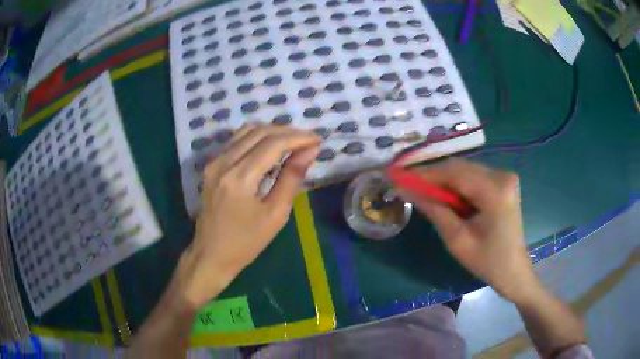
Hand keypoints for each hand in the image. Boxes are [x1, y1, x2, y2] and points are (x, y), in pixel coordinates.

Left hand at [180, 125, 319, 305]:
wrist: (211, 254)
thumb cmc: (246, 242)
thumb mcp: (276, 214)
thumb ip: (292, 178)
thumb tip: (310, 151)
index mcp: (240, 179)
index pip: (273, 144)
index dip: (298, 138)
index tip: (317, 140)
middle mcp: (223, 163)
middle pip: (259, 132)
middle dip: (287, 132)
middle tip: (307, 142)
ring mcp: (214, 162)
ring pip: (246, 131)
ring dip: (272, 132)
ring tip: (292, 142)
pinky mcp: (211, 165)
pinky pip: (236, 141)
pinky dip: (256, 138)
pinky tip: (269, 149)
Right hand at [399, 159, 538, 302]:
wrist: (514, 271)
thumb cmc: (488, 262)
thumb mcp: (457, 240)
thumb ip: (435, 210)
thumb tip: (408, 190)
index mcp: (495, 190)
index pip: (454, 172)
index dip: (425, 173)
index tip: (400, 177)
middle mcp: (502, 175)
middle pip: (460, 167)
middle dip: (433, 176)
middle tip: (409, 186)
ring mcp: (504, 177)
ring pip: (465, 170)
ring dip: (444, 181)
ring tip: (424, 192)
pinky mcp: (503, 182)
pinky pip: (474, 177)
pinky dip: (457, 185)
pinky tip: (446, 196)